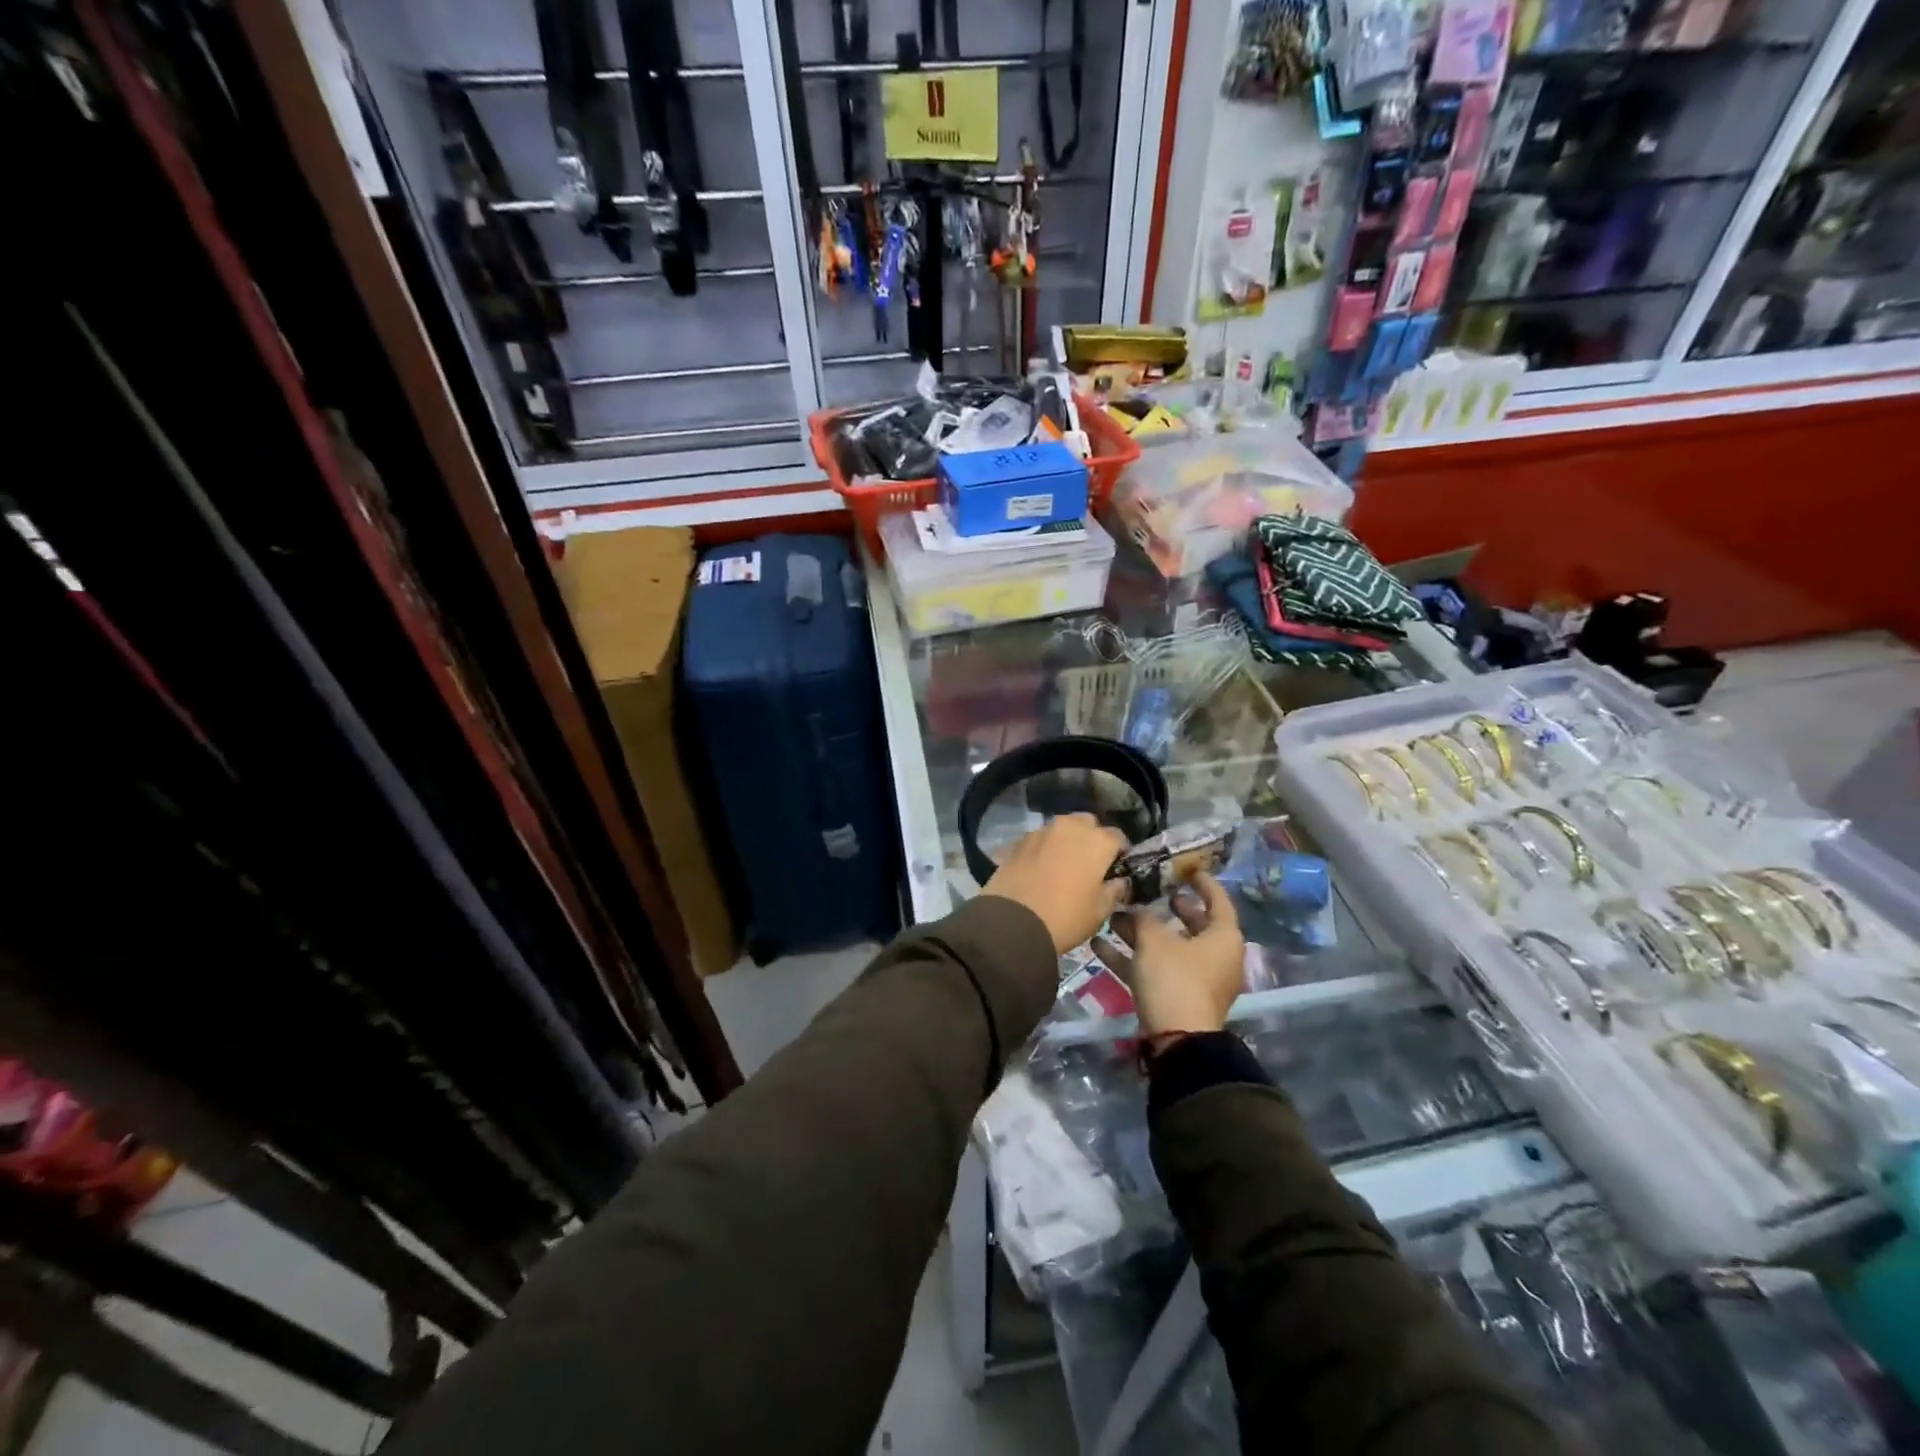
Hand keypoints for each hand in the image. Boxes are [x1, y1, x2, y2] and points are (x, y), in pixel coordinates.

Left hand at [981, 814, 1130, 954]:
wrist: (1013, 922)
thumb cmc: (1066, 917)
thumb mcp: (1100, 911)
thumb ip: (1115, 890)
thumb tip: (1120, 881)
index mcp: (1097, 841)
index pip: (1118, 837)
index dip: (1119, 853)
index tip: (1116, 869)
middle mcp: (1070, 827)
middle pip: (1087, 824)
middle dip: (1091, 839)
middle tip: (1088, 865)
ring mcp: (1041, 831)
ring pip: (1061, 829)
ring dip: (1065, 842)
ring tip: (1062, 866)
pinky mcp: (1018, 841)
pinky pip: (1039, 840)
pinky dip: (1044, 849)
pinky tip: (1040, 869)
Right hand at [1094, 874, 1244, 1035]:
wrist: (1176, 1040)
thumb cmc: (1174, 978)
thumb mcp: (1154, 940)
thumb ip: (1143, 918)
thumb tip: (1136, 908)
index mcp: (1223, 937)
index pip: (1218, 900)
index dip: (1203, 883)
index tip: (1187, 869)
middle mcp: (1214, 956)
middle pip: (1192, 924)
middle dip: (1167, 908)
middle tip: (1150, 891)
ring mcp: (1195, 978)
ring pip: (1168, 947)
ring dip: (1140, 932)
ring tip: (1112, 915)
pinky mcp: (1175, 996)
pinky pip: (1153, 969)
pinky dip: (1130, 957)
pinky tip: (1098, 944)